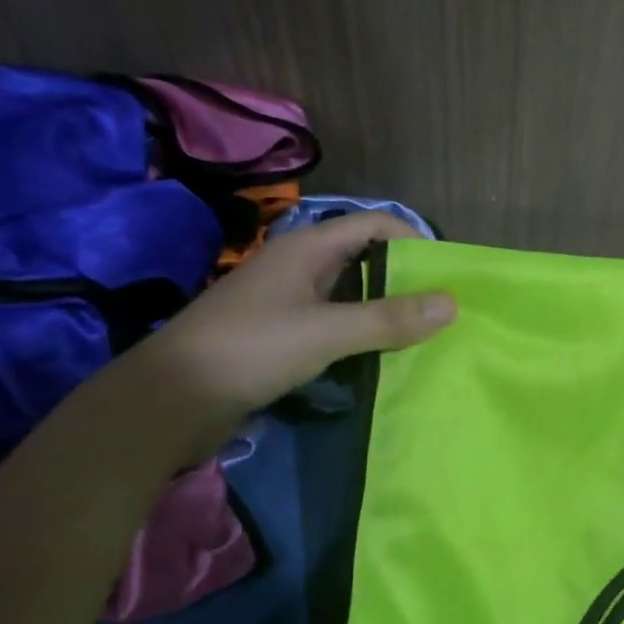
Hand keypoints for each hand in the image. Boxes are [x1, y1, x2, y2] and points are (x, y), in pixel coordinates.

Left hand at [107, 212, 453, 461]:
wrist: (172, 399)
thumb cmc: (250, 349)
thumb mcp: (325, 331)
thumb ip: (388, 318)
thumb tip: (451, 303)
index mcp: (306, 249)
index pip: (373, 225)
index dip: (412, 238)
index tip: (447, 271)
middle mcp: (299, 268)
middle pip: (364, 260)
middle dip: (404, 279)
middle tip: (444, 308)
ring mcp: (288, 304)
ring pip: (349, 297)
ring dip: (383, 312)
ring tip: (424, 335)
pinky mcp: (281, 337)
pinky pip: (332, 327)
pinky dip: (360, 337)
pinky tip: (382, 358)